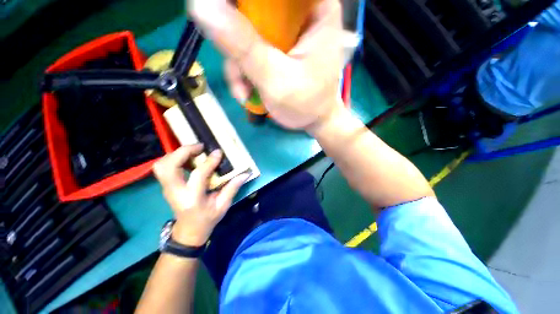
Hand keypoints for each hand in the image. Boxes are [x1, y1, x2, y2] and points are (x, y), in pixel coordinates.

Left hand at [153, 145, 249, 245]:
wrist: (189, 231)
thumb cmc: (207, 219)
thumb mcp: (223, 206)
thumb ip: (232, 188)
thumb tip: (245, 174)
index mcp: (192, 198)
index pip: (198, 175)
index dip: (209, 162)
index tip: (218, 152)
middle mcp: (175, 192)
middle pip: (168, 166)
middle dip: (183, 152)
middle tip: (200, 147)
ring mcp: (167, 189)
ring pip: (161, 165)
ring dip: (176, 154)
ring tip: (194, 151)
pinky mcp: (166, 186)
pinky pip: (163, 167)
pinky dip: (174, 158)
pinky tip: (188, 158)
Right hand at [188, 0, 345, 129]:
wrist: (313, 121)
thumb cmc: (305, 104)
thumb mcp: (275, 79)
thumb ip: (244, 46)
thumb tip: (201, 6)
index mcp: (315, 8)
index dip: (244, 4)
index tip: (222, 16)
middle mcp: (301, 11)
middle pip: (254, 7)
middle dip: (236, 39)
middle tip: (235, 67)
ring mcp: (286, 30)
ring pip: (246, 28)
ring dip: (238, 63)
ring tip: (243, 91)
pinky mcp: (276, 47)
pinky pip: (250, 47)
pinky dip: (243, 69)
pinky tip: (247, 90)